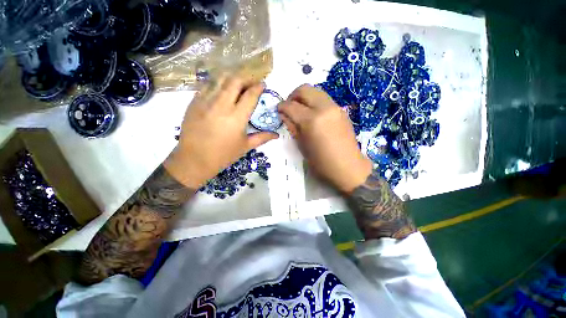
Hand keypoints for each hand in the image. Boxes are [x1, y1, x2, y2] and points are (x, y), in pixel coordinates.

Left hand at [165, 74, 277, 188]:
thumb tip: (276, 134)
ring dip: (232, 78)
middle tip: (251, 83)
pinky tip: (221, 89)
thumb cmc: (223, 155)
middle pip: (235, 81)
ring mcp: (205, 101)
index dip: (258, 87)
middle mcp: (221, 105)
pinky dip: (217, 83)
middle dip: (246, 78)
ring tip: (238, 83)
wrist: (194, 159)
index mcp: (237, 117)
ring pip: (220, 79)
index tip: (262, 84)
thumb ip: (262, 137)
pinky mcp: (194, 102)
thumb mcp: (245, 146)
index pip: (250, 95)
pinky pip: (207, 85)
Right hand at [278, 84, 371, 192]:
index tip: (278, 110)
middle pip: (304, 89)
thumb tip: (284, 115)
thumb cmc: (321, 162)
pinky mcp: (341, 110)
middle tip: (289, 107)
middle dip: (293, 96)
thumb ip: (292, 127)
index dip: (282, 106)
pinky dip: (315, 102)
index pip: (291, 105)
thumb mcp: (302, 146)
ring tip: (301, 110)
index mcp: (312, 120)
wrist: (348, 166)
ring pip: (316, 91)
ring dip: (305, 98)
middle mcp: (324, 108)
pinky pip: (324, 99)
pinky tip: (313, 115)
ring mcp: (335, 107)